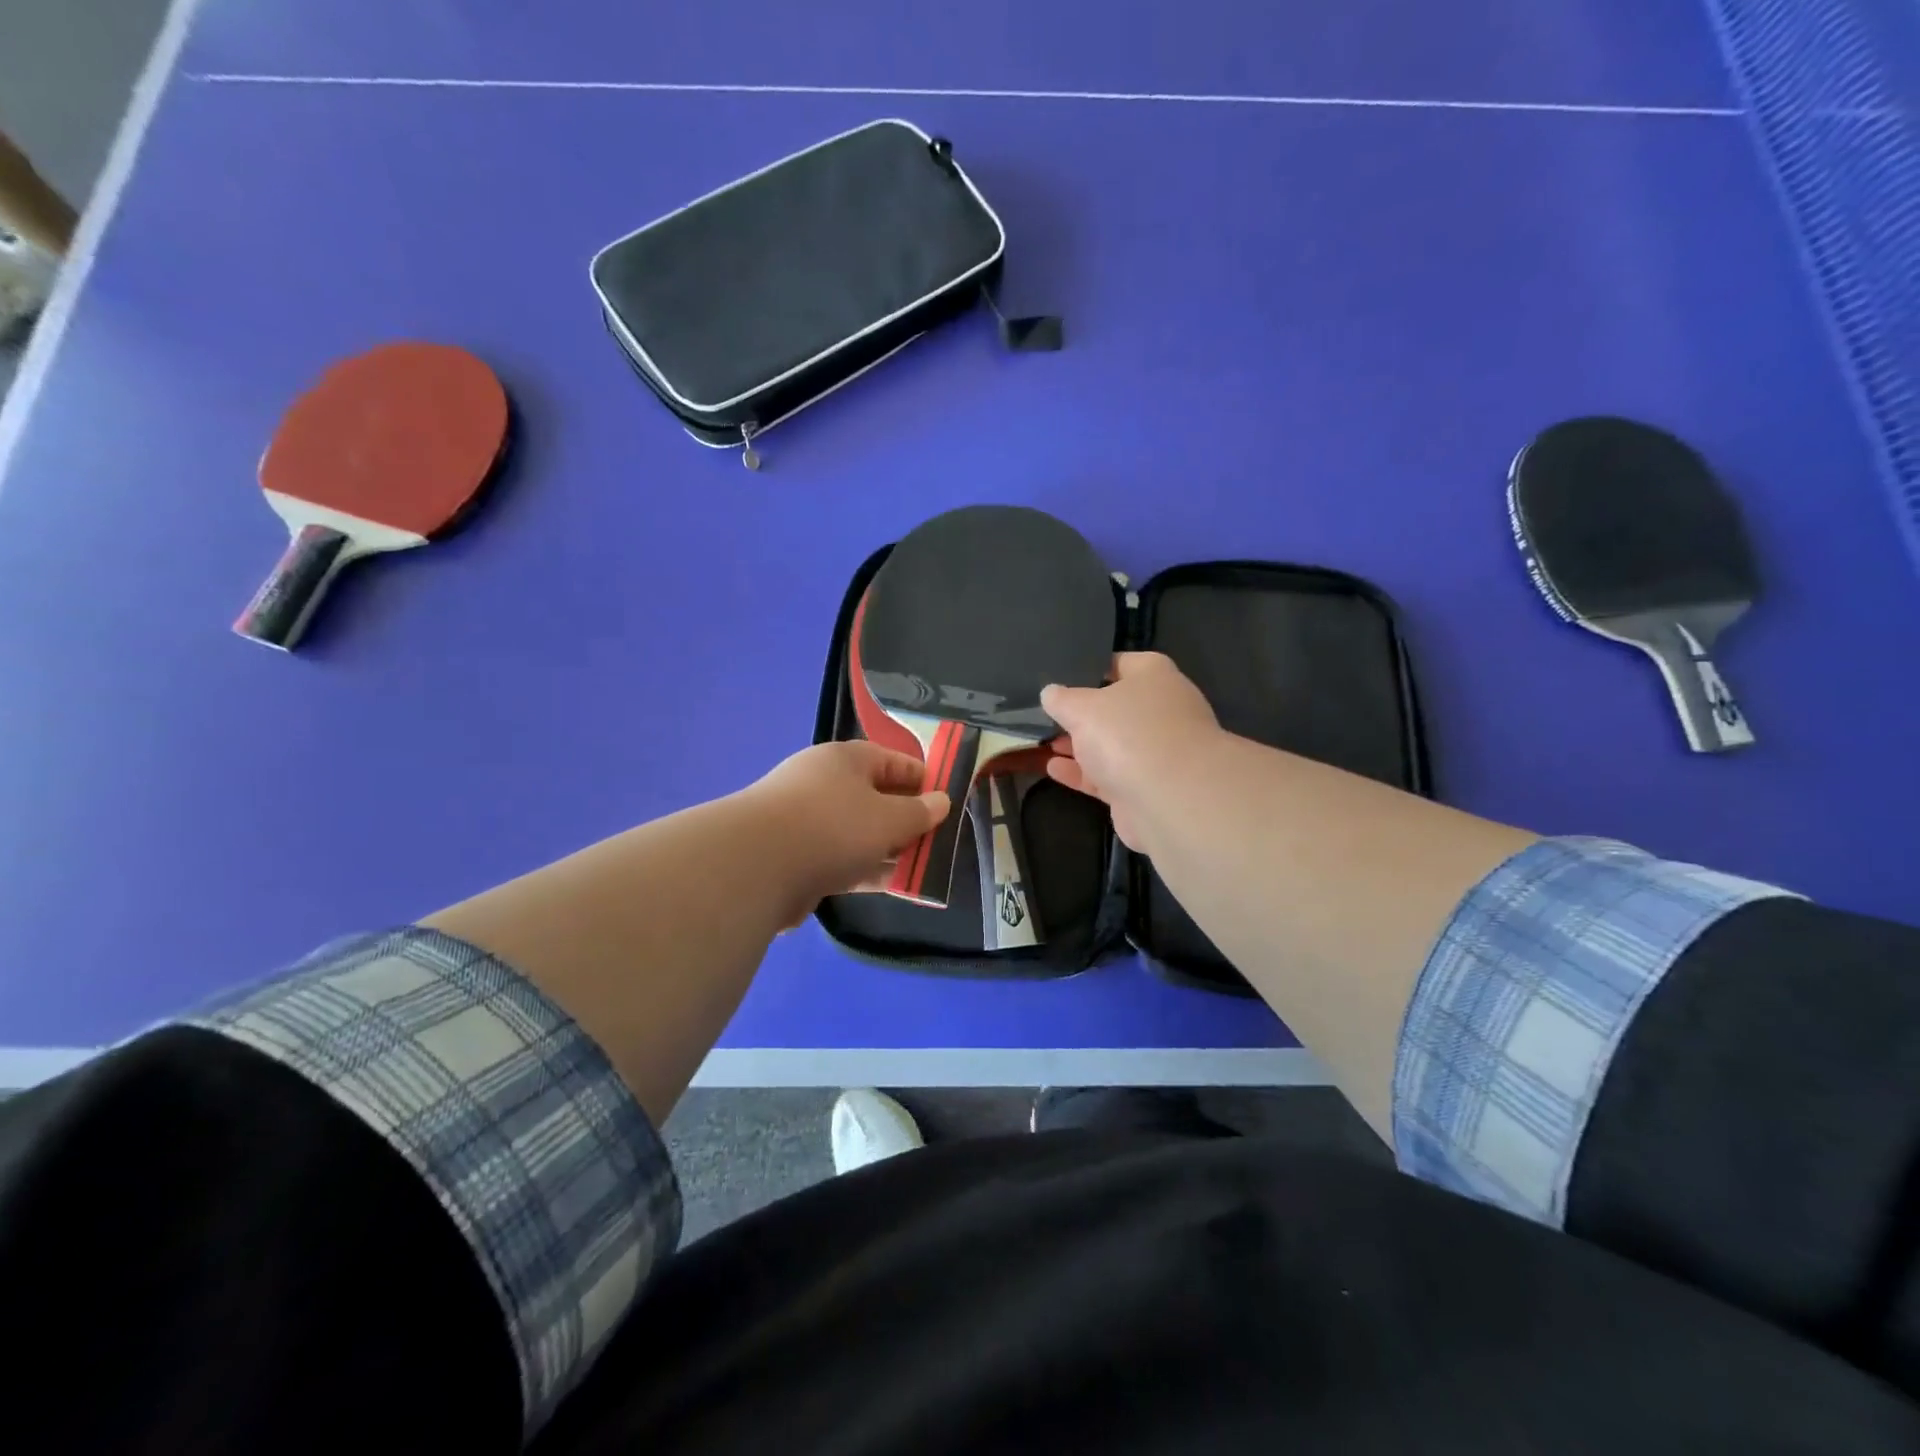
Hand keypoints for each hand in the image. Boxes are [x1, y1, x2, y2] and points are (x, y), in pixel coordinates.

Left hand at [748, 740, 949, 923]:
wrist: (757, 867)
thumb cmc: (833, 827)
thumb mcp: (889, 818)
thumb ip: (919, 812)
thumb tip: (941, 801)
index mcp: (844, 760)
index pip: (891, 760)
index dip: (921, 777)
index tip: (945, 798)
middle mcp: (822, 783)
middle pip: (874, 797)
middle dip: (905, 818)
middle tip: (935, 838)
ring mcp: (805, 821)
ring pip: (857, 831)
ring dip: (887, 848)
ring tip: (920, 866)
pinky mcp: (794, 857)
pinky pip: (840, 858)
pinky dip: (864, 869)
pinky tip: (889, 886)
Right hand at [1041, 652, 1220, 852]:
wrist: (1171, 800)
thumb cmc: (1128, 734)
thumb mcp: (1082, 707)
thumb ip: (1062, 699)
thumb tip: (1051, 692)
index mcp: (1154, 676)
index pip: (1119, 663)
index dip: (1089, 668)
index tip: (1058, 677)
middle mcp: (1160, 710)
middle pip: (1114, 707)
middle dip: (1080, 713)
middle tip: (1045, 714)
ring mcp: (1156, 751)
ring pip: (1110, 743)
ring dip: (1078, 745)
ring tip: (1043, 742)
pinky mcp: (1145, 787)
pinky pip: (1108, 774)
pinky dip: (1082, 772)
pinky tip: (1053, 769)